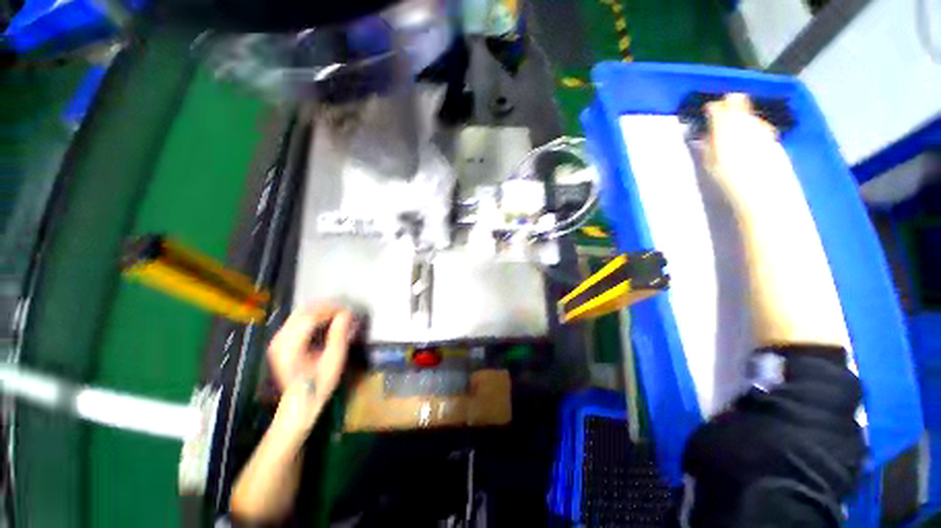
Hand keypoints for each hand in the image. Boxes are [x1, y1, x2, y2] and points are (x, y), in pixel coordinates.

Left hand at [267, 305, 355, 433]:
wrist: (300, 403)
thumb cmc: (319, 384)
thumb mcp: (334, 360)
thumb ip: (339, 334)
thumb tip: (347, 313)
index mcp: (290, 346)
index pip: (310, 317)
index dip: (331, 309)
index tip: (348, 309)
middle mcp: (280, 340)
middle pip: (303, 312)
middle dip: (325, 307)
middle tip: (344, 309)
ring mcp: (278, 340)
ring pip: (299, 314)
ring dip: (320, 310)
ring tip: (338, 313)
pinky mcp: (281, 341)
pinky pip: (297, 320)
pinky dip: (313, 316)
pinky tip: (326, 319)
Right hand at [705, 93, 786, 208]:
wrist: (760, 187)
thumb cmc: (728, 177)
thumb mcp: (709, 161)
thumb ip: (708, 143)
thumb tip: (706, 133)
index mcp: (725, 126)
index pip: (717, 107)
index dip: (711, 108)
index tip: (706, 112)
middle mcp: (744, 120)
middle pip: (738, 100)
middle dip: (729, 103)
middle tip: (722, 111)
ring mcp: (760, 125)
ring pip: (748, 111)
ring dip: (741, 115)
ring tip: (734, 126)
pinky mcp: (771, 134)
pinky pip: (758, 123)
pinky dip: (752, 125)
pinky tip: (749, 135)